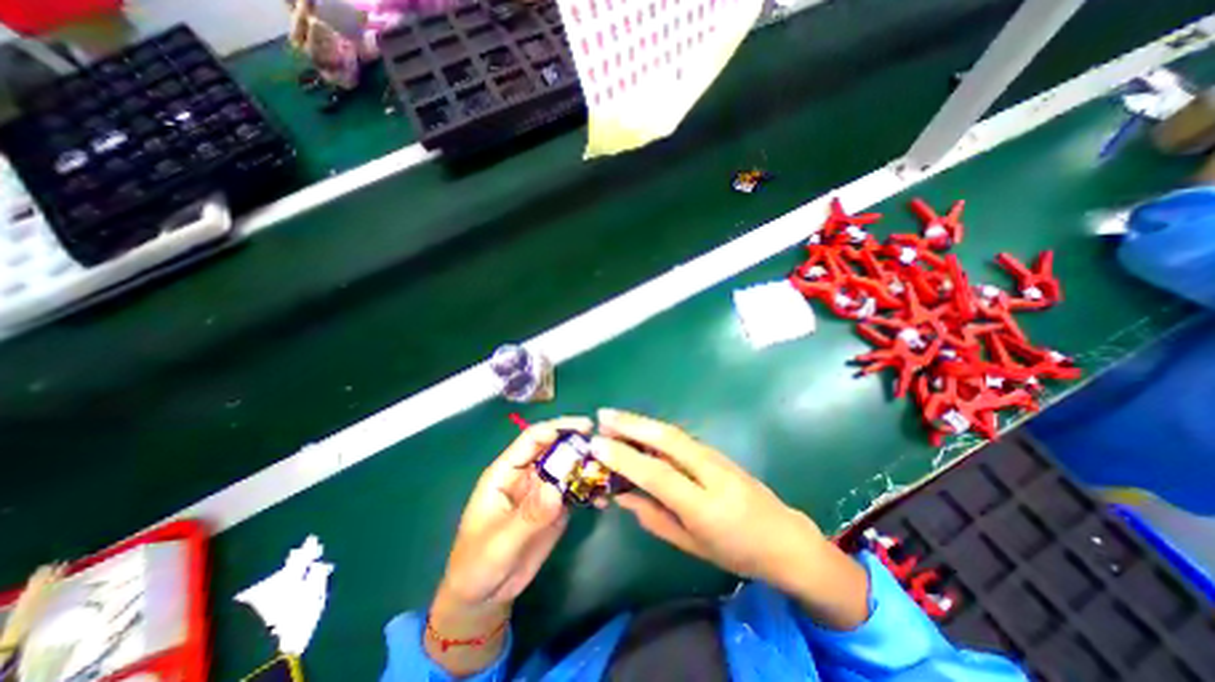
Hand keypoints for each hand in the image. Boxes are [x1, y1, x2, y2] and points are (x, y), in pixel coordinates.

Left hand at [428, 417, 592, 673]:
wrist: (485, 594)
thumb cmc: (479, 564)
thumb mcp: (500, 543)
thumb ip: (528, 516)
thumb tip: (556, 489)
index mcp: (507, 471)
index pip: (532, 439)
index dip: (556, 428)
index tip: (583, 427)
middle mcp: (528, 473)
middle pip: (555, 447)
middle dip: (579, 442)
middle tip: (605, 443)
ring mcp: (544, 488)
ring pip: (569, 466)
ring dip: (589, 464)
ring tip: (612, 467)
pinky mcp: (557, 505)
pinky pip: (576, 489)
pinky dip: (590, 488)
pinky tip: (605, 495)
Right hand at [592, 408, 867, 630]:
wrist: (784, 537)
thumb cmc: (735, 551)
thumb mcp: (690, 545)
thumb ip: (653, 517)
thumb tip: (621, 494)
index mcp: (704, 506)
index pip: (657, 474)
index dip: (625, 458)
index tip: (597, 445)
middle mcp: (710, 473)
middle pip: (666, 439)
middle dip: (631, 425)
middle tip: (602, 416)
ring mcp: (716, 457)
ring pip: (672, 432)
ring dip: (641, 421)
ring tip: (614, 417)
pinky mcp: (716, 451)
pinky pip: (680, 436)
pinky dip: (655, 428)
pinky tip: (639, 428)